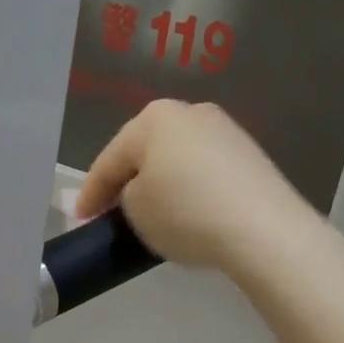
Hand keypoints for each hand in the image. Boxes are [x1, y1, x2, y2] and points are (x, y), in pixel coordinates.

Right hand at [75, 101, 319, 277]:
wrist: (264, 230)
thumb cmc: (186, 213)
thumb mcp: (136, 209)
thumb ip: (125, 196)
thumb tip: (140, 193)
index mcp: (154, 118)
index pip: (110, 159)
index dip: (90, 193)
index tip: (80, 219)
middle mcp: (190, 112)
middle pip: (145, 152)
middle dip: (127, 181)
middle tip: (111, 211)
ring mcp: (225, 131)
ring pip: (177, 160)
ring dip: (160, 183)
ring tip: (151, 214)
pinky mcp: (250, 156)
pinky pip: (204, 172)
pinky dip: (190, 190)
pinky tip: (188, 212)